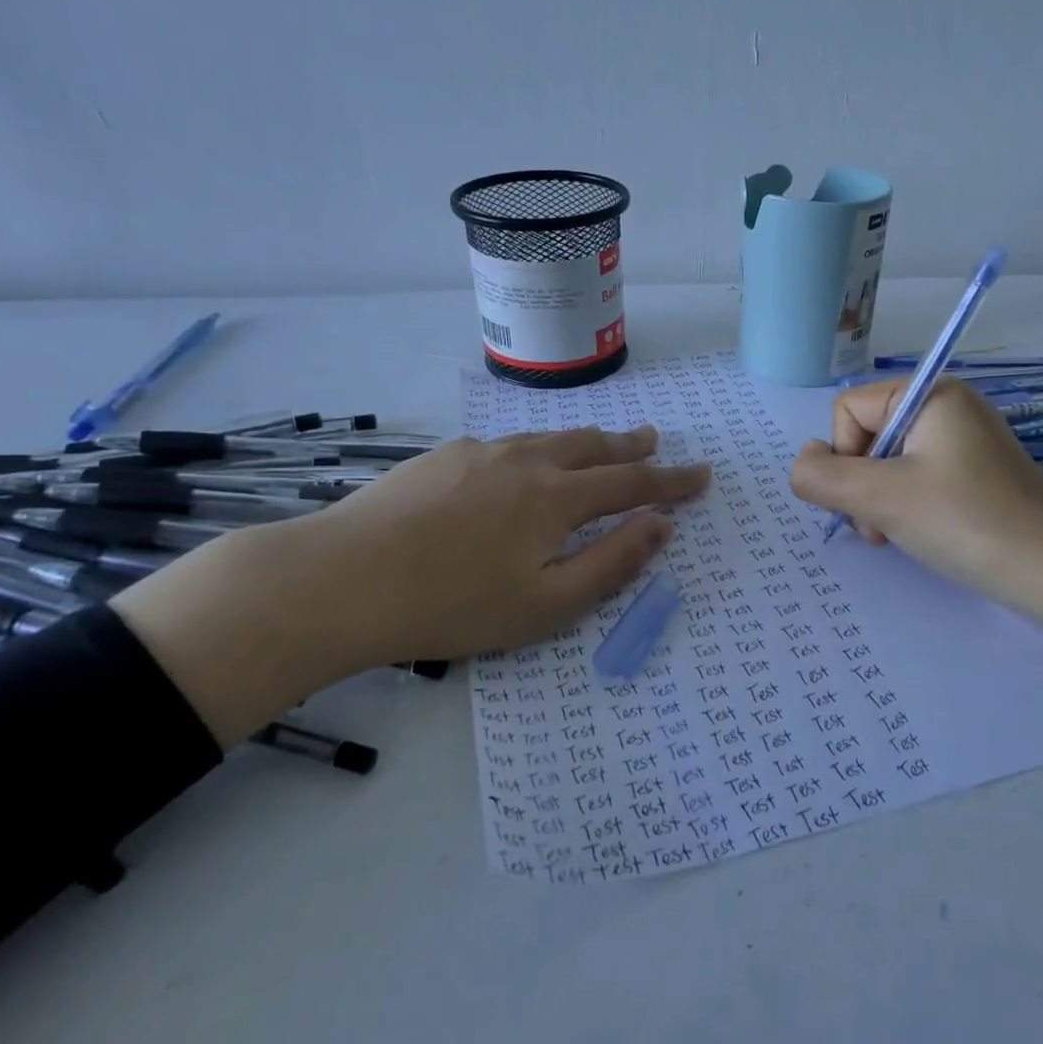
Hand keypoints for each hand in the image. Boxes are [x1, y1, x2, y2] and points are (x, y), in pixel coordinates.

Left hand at [114, 425, 709, 745]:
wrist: (341, 580)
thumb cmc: (452, 605)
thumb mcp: (547, 604)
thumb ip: (612, 562)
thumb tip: (661, 526)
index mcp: (557, 498)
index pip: (633, 483)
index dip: (672, 481)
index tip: (702, 475)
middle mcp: (527, 461)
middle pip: (593, 446)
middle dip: (631, 445)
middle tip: (655, 440)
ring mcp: (482, 452)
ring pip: (550, 438)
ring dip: (586, 441)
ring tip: (603, 442)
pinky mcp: (444, 456)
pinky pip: (509, 444)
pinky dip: (538, 448)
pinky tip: (525, 462)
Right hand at [787, 380, 1042, 673]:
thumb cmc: (964, 522)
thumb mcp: (881, 498)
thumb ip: (823, 477)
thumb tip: (802, 463)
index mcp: (930, 393)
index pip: (849, 410)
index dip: (843, 457)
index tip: (866, 499)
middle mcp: (947, 405)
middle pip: (866, 434)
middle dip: (861, 484)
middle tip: (879, 526)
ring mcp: (964, 439)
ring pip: (888, 461)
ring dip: (878, 500)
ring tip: (894, 535)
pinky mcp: (974, 471)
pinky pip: (917, 476)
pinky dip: (905, 505)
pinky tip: (915, 533)